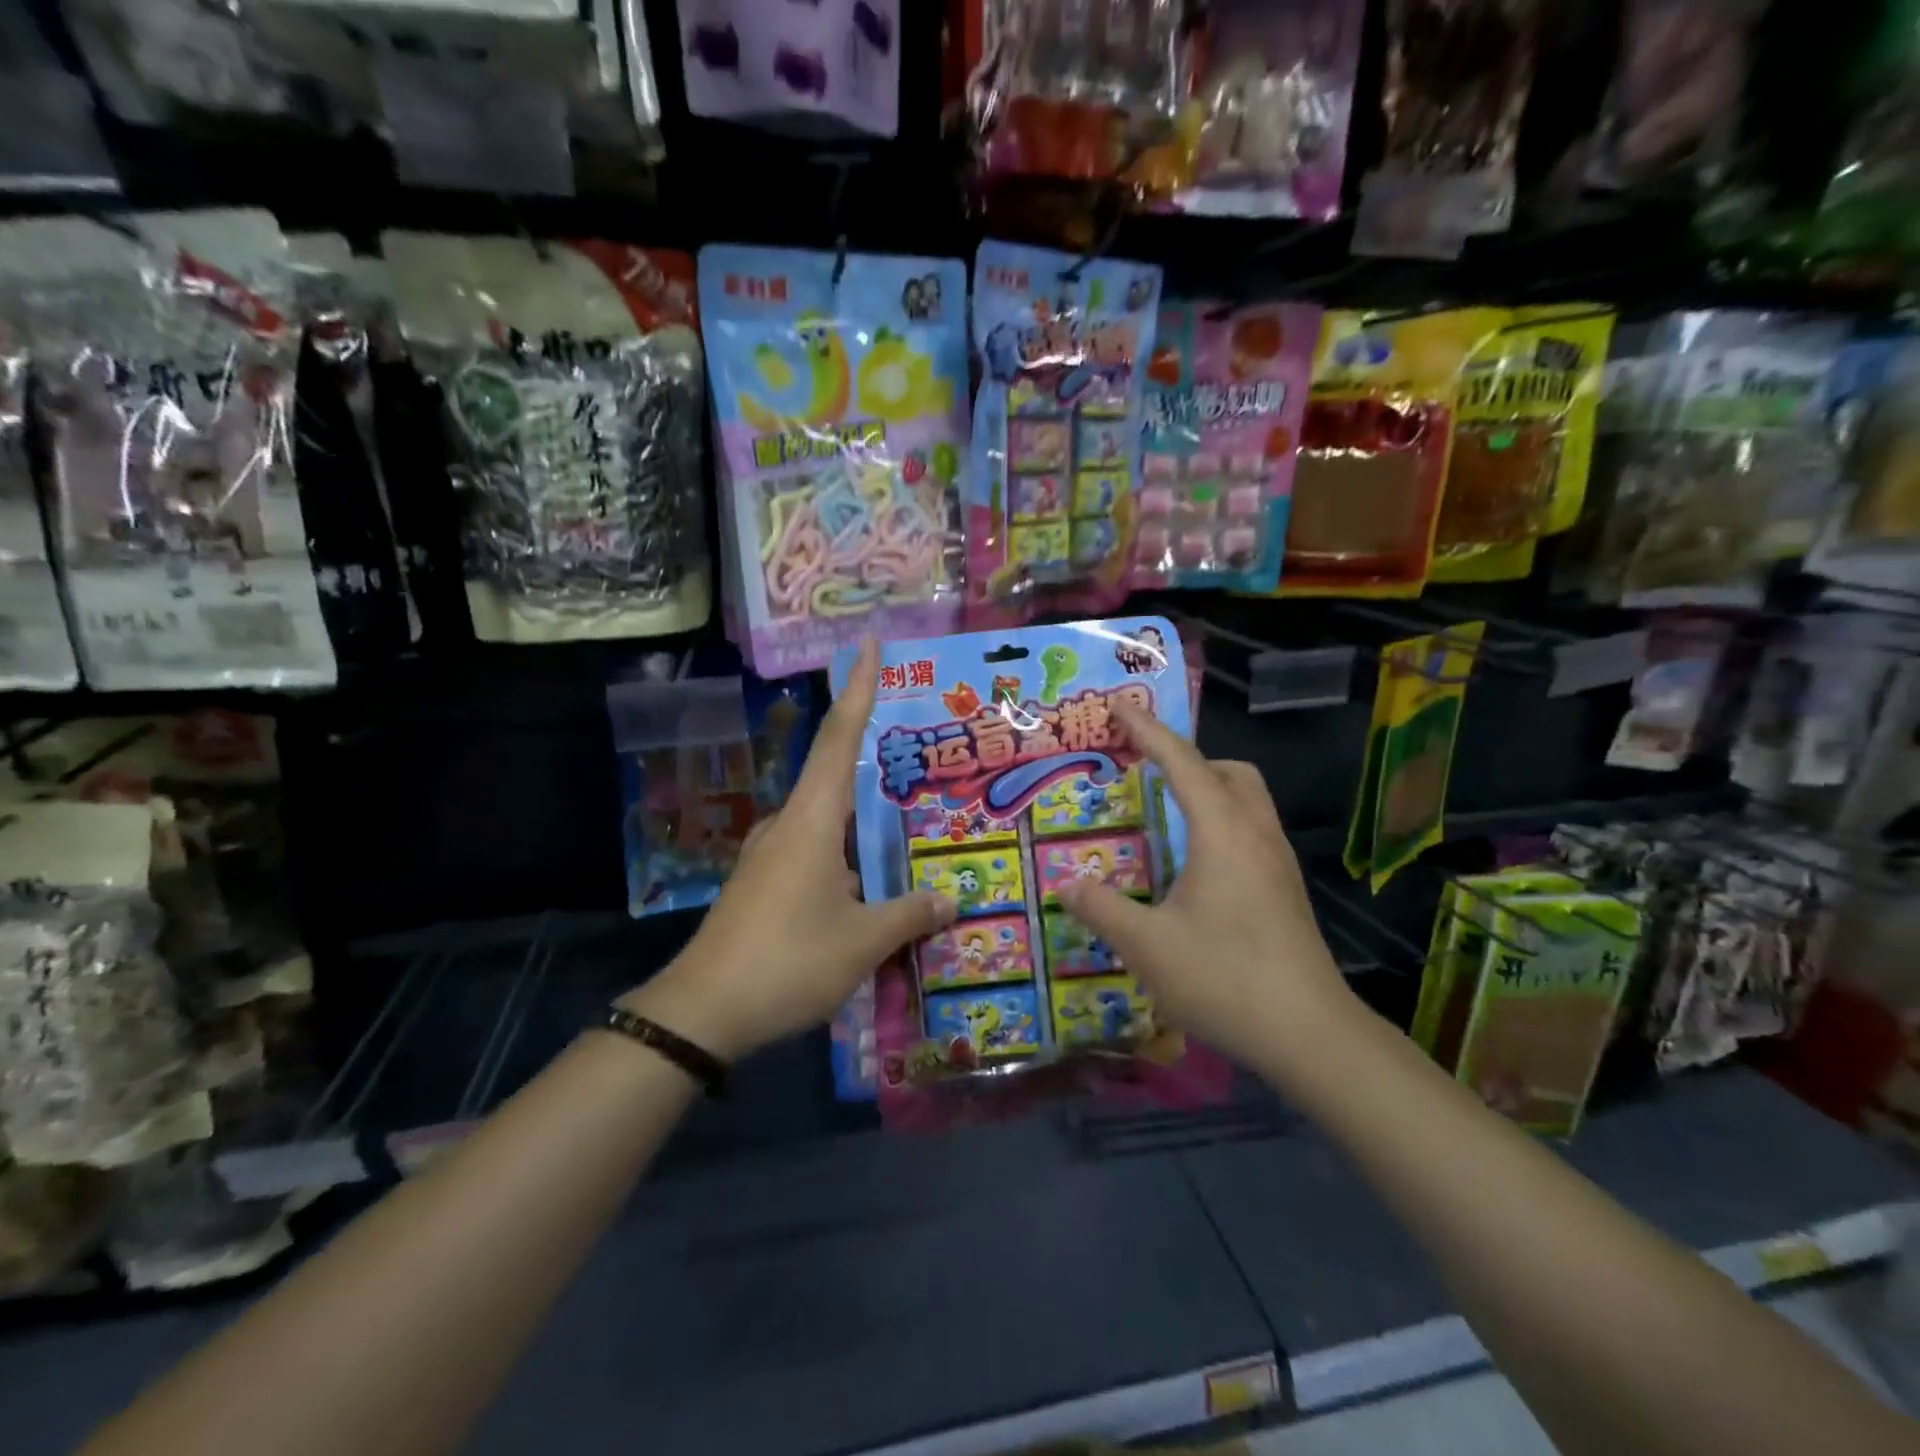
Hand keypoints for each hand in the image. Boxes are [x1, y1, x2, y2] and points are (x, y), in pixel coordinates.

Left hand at [626, 639, 954, 1060]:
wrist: (702, 1012)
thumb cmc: (788, 961)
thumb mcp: (862, 941)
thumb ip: (909, 914)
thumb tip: (950, 899)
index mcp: (812, 820)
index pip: (840, 739)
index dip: (857, 691)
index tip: (866, 647)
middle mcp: (788, 825)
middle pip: (836, 777)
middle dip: (876, 767)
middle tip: (921, 764)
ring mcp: (769, 855)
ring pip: (827, 823)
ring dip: (863, 823)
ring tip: (907, 831)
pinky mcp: (761, 884)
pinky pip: (814, 853)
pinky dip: (846, 855)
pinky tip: (870, 883)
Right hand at [1055, 702, 1358, 1072]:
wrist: (1311, 1035)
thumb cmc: (1225, 978)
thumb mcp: (1147, 945)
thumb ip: (1102, 908)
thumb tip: (1068, 884)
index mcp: (1222, 832)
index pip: (1181, 762)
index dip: (1148, 730)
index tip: (1119, 704)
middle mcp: (1256, 835)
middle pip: (1229, 771)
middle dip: (1187, 758)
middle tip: (1146, 772)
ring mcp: (1278, 864)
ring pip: (1247, 801)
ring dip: (1209, 789)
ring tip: (1166, 814)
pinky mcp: (1286, 891)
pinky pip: (1251, 832)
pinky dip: (1221, 823)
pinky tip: (1195, 864)